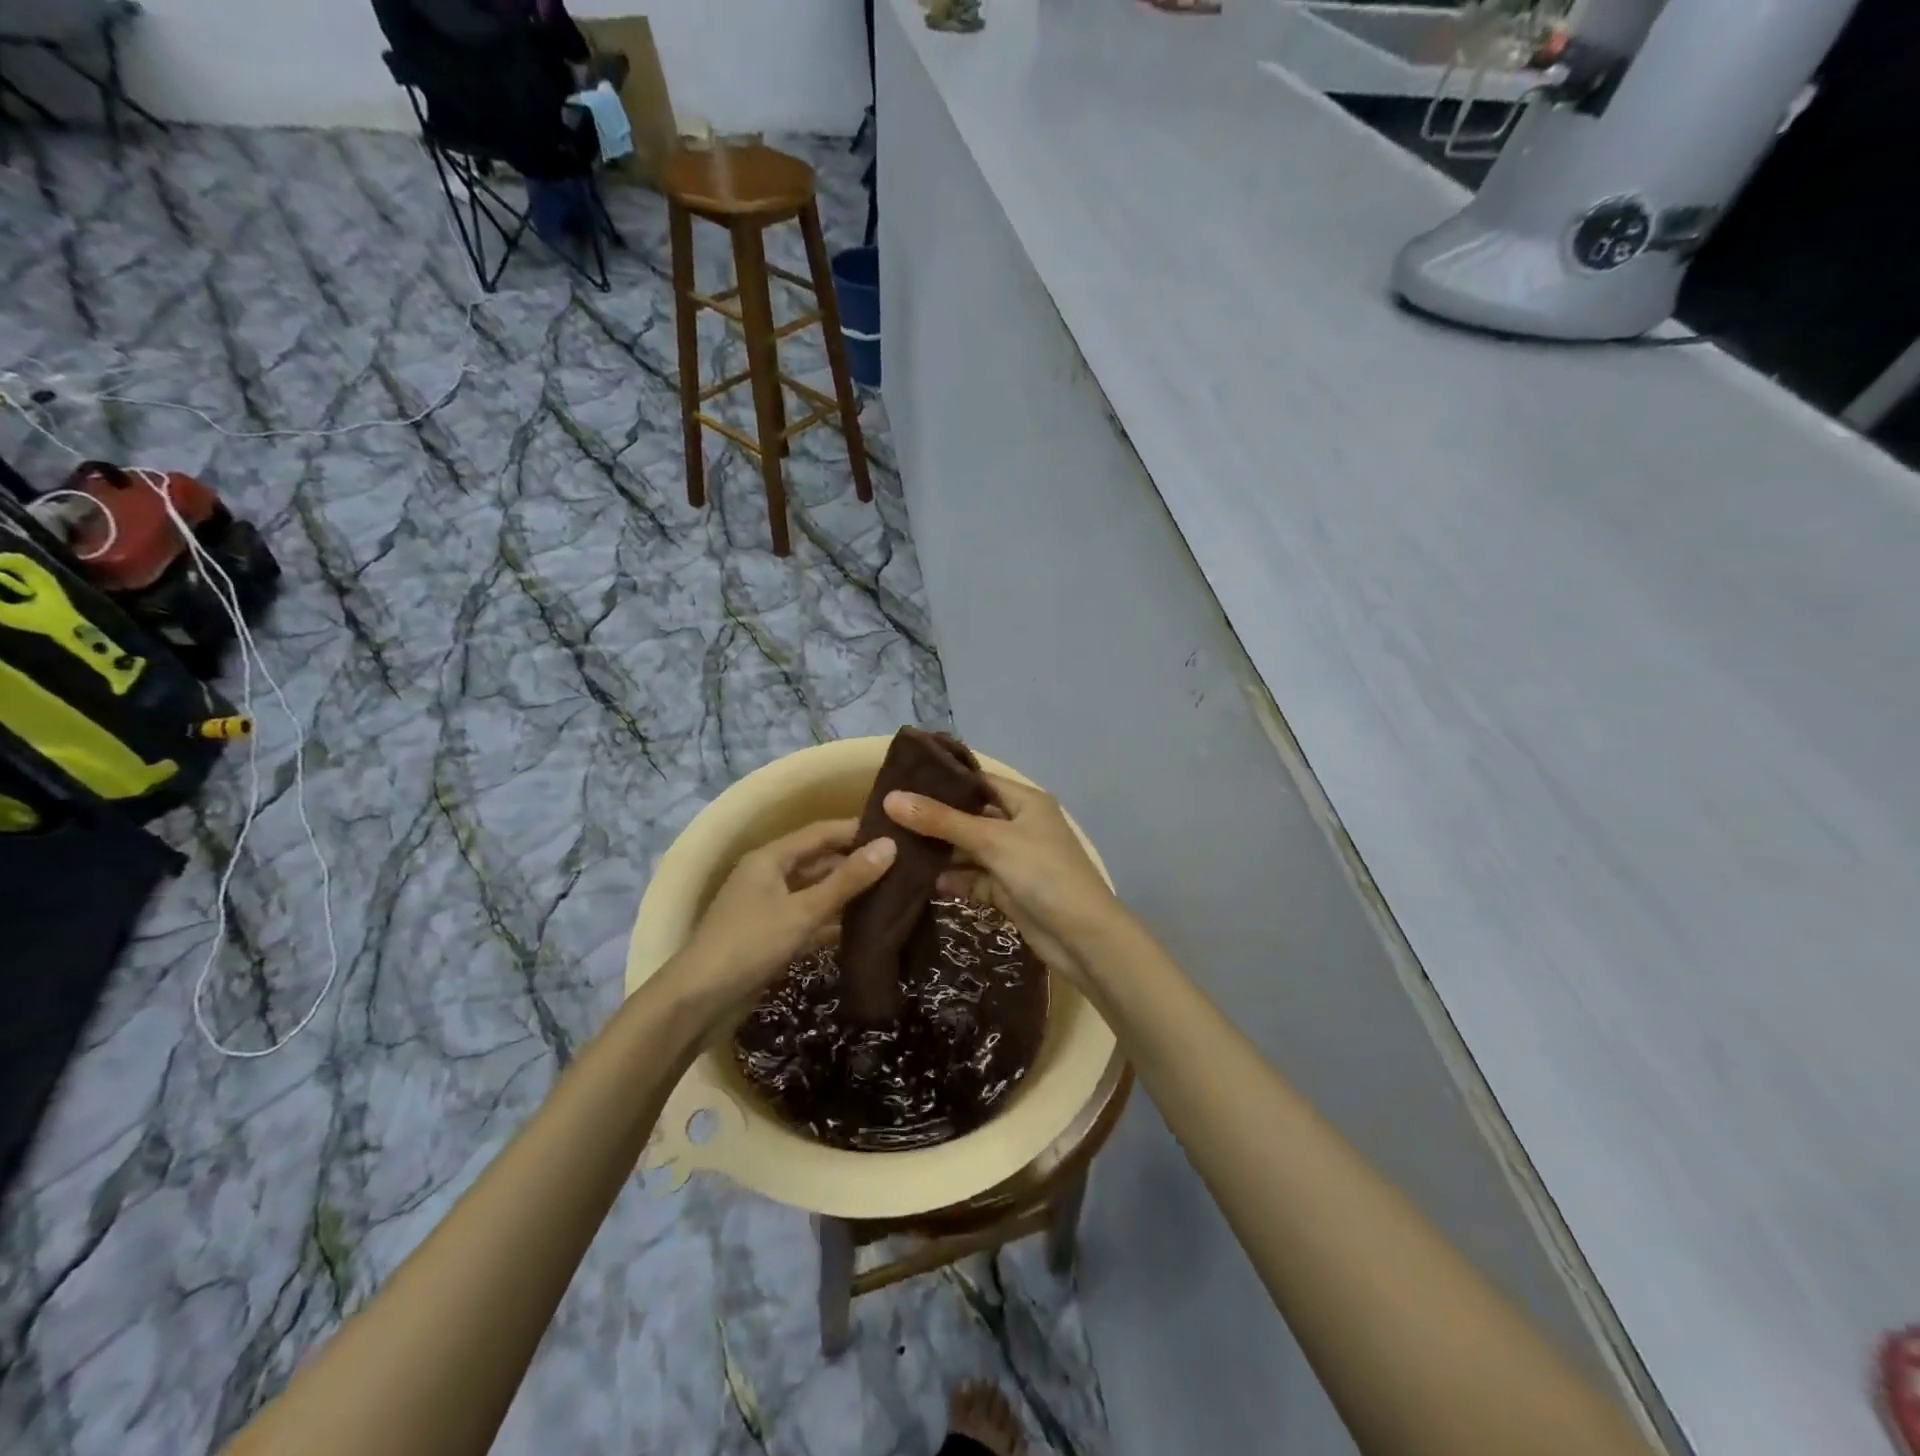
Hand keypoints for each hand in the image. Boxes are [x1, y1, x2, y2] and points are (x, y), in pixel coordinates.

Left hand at [664, 820, 896, 1026]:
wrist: (698, 1003)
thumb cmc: (750, 944)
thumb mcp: (803, 911)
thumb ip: (847, 880)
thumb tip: (890, 846)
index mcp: (771, 858)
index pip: (821, 833)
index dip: (856, 831)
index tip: (896, 833)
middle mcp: (769, 876)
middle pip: (819, 861)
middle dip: (856, 863)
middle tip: (902, 867)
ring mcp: (769, 908)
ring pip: (816, 892)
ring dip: (848, 894)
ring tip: (893, 894)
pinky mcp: (772, 937)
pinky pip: (810, 920)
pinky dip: (834, 922)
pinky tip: (866, 928)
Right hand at [883, 776, 1124, 981]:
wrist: (1083, 938)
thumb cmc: (1043, 874)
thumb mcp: (991, 840)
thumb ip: (941, 821)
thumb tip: (891, 798)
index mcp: (1025, 802)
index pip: (978, 781)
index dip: (942, 781)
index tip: (900, 782)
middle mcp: (1020, 825)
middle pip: (971, 816)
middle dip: (935, 820)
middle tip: (888, 818)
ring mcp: (1015, 860)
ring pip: (970, 850)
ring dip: (941, 853)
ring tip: (896, 850)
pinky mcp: (1010, 891)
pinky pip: (975, 879)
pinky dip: (954, 881)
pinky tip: (924, 884)